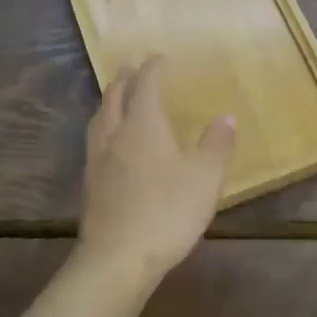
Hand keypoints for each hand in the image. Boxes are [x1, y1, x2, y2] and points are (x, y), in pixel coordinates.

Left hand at [78, 56, 236, 285]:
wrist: (118, 258)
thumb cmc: (168, 211)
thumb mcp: (205, 177)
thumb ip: (217, 144)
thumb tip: (226, 116)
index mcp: (143, 125)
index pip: (146, 85)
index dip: (153, 68)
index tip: (159, 58)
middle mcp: (115, 134)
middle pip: (114, 96)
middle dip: (124, 79)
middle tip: (132, 70)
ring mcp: (97, 160)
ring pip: (99, 119)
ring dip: (108, 102)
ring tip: (115, 99)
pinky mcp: (89, 184)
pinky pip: (95, 142)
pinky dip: (103, 129)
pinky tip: (110, 144)